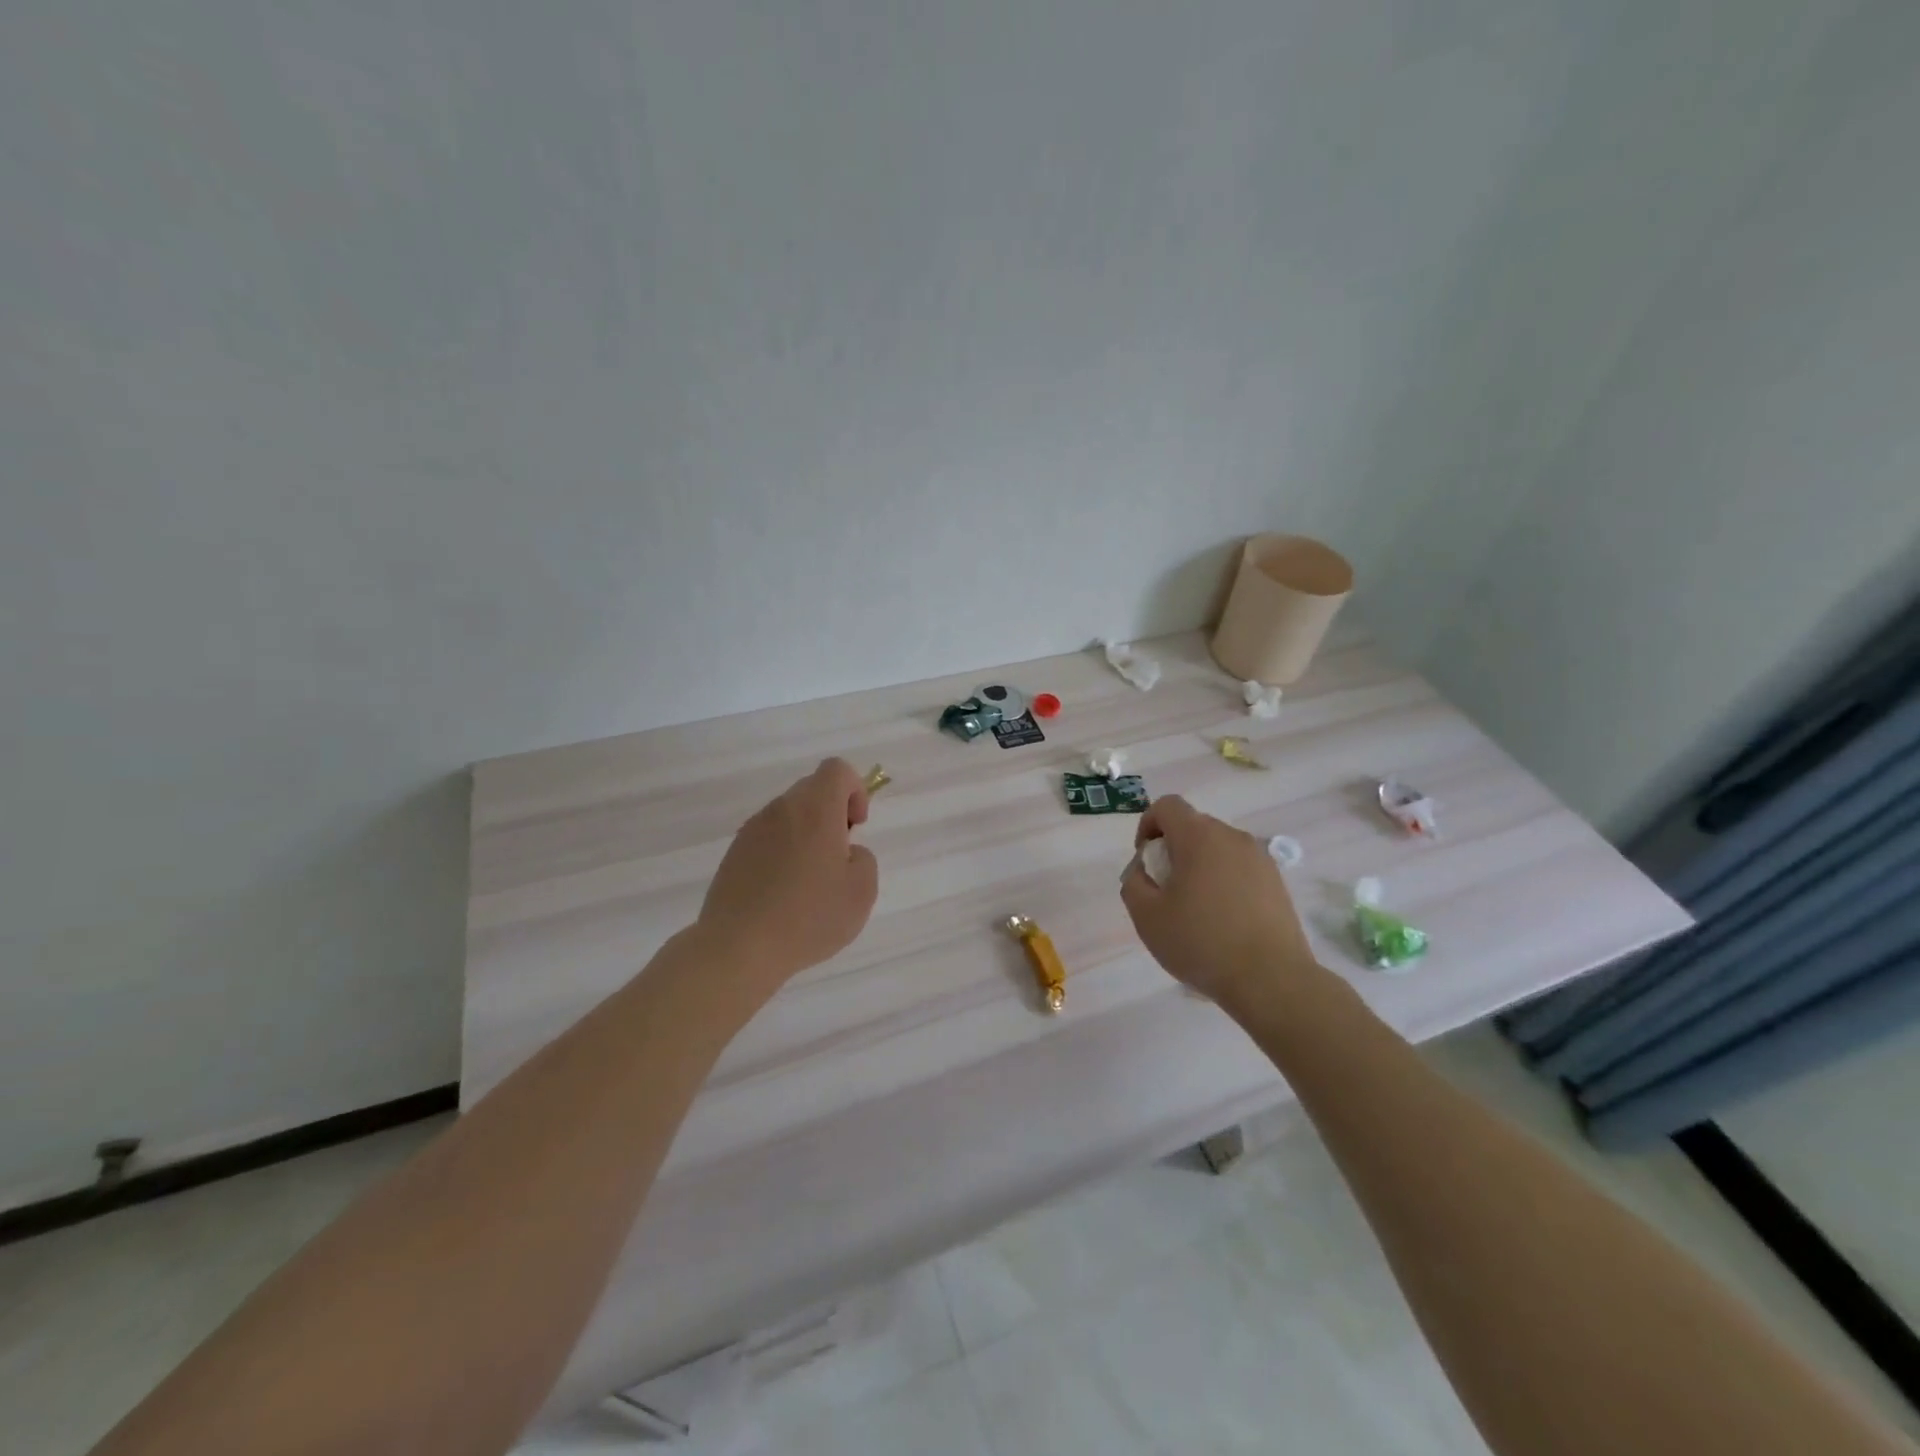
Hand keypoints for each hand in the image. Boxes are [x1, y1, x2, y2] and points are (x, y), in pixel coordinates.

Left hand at [697, 758, 879, 986]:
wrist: (739, 948)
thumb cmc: (809, 917)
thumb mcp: (861, 891)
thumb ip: (863, 859)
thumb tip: (844, 852)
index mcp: (814, 809)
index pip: (836, 769)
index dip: (855, 790)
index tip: (856, 827)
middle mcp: (781, 810)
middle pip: (812, 790)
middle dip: (832, 814)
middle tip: (838, 857)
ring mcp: (752, 830)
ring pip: (788, 815)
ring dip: (806, 835)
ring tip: (810, 882)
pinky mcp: (733, 854)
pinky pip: (767, 839)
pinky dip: (782, 853)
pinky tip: (783, 894)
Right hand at [1119, 795, 1321, 1013]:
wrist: (1271, 980)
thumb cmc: (1201, 942)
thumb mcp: (1147, 916)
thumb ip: (1133, 883)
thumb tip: (1143, 872)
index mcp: (1199, 836)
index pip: (1167, 806)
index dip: (1148, 825)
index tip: (1145, 860)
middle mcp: (1232, 837)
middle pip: (1194, 826)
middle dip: (1173, 849)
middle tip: (1166, 889)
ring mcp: (1260, 859)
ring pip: (1218, 848)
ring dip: (1200, 866)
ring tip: (1196, 908)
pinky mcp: (1277, 882)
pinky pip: (1240, 868)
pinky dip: (1224, 882)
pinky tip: (1223, 920)